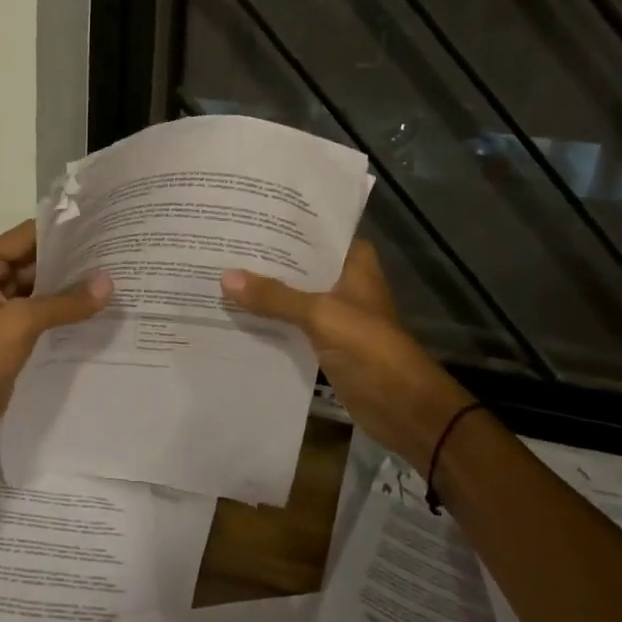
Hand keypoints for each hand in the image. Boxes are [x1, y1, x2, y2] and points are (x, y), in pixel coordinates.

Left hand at [0, 220, 112, 467]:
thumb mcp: (21, 322)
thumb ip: (65, 302)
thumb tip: (108, 283)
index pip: (25, 236)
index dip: (60, 231)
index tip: (100, 227)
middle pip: (33, 263)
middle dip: (70, 261)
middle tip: (114, 256)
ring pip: (38, 292)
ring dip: (68, 290)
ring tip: (112, 282)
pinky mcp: (6, 342)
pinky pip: (38, 319)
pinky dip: (62, 316)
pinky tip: (94, 315)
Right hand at [220, 240, 458, 465]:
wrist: (402, 407)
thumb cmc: (369, 348)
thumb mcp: (320, 315)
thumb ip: (274, 296)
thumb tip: (225, 277)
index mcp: (354, 263)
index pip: (316, 232)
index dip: (285, 224)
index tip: (247, 214)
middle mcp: (344, 281)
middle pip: (299, 264)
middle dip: (266, 258)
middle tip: (223, 244)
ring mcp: (335, 313)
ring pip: (293, 294)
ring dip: (264, 290)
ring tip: (219, 273)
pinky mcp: (325, 341)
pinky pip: (290, 323)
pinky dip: (269, 319)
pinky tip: (236, 312)